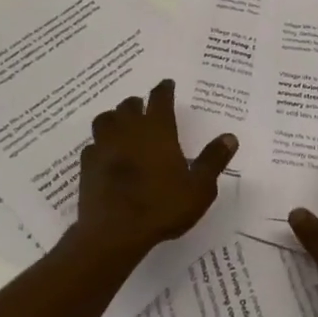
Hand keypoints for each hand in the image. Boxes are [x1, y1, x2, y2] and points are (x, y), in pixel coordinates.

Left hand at [73, 79, 237, 261]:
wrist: (114, 232)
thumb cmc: (162, 206)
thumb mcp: (199, 187)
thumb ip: (213, 160)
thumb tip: (230, 137)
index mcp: (157, 129)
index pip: (160, 98)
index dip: (164, 89)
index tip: (167, 84)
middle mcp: (128, 129)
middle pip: (129, 105)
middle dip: (138, 104)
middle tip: (145, 108)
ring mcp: (104, 145)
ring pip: (105, 119)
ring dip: (114, 118)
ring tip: (121, 126)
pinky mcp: (87, 165)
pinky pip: (92, 146)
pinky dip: (99, 146)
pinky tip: (105, 155)